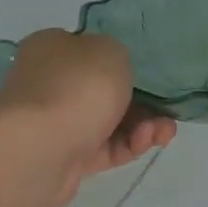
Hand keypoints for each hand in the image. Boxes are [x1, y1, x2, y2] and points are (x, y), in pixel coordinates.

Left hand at [0, 30, 175, 206]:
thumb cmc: (77, 87)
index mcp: (52, 49)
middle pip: (105, 90)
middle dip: (143, 100)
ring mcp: (57, 123)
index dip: (121, 61)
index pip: (89, 50)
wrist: (40, 148)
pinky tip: (149, 141)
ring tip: (164, 131)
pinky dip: (131, 144)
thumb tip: (110, 71)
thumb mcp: (111, 50)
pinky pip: (108, 148)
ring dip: (144, 124)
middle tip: (167, 108)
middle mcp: (50, 83)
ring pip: (111, 121)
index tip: (148, 73)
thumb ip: (118, 54)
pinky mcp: (68, 157)